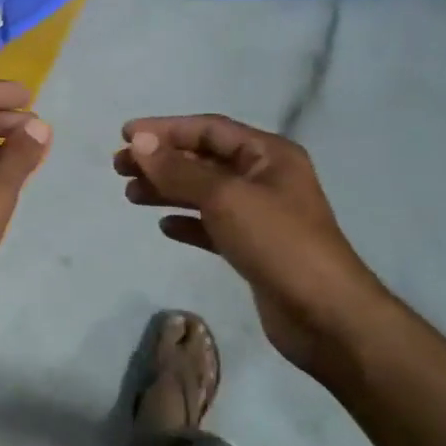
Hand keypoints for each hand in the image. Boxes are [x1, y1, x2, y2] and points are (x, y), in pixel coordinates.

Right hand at [114, 114, 391, 372]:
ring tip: (131, 195)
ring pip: (203, 192)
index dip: (166, 129)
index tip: (126, 135)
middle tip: (119, 167)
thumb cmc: (278, 243)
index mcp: (268, 155)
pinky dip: (186, 221)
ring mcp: (260, 215)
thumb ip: (179, 169)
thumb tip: (139, 142)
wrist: (326, 317)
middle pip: (203, 159)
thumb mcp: (224, 197)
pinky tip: (164, 227)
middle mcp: (265, 178)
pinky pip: (211, 225)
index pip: (209, 129)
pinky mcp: (253, 248)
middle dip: (161, 160)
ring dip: (167, 190)